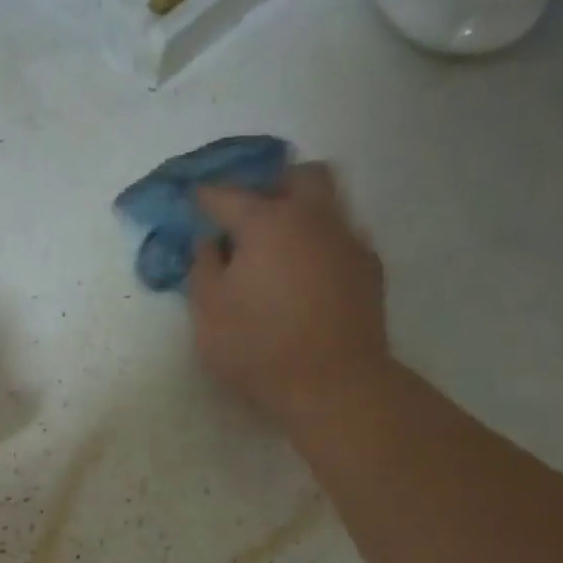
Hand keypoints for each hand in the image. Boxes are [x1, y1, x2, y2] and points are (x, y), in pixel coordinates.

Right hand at [187, 162, 391, 429]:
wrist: (333, 385)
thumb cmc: (258, 348)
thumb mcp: (208, 313)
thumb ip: (203, 268)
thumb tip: (210, 242)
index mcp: (268, 222)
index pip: (229, 195)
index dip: (205, 197)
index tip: (193, 202)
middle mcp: (314, 218)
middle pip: (299, 176)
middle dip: (272, 186)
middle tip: (250, 216)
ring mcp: (348, 241)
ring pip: (329, 203)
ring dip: (302, 213)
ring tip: (279, 248)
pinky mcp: (369, 269)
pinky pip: (342, 238)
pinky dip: (320, 245)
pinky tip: (306, 276)